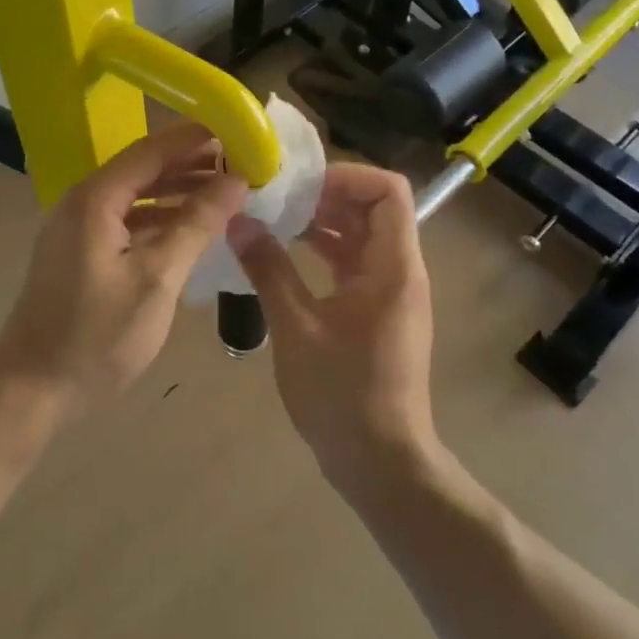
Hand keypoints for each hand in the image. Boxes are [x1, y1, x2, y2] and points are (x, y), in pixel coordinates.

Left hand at [0, 124, 247, 417]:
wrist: (32, 390)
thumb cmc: (96, 336)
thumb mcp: (157, 279)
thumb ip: (196, 223)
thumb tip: (237, 180)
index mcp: (96, 198)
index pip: (152, 149)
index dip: (196, 138)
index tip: (240, 132)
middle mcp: (83, 201)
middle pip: (144, 167)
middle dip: (192, 163)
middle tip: (242, 164)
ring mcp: (78, 226)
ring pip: (136, 194)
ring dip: (178, 190)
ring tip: (227, 192)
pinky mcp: (80, 250)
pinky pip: (126, 218)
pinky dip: (159, 217)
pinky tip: (191, 227)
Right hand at [227, 163, 436, 487]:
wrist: (381, 463)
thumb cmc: (342, 393)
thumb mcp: (296, 328)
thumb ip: (268, 269)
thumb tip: (238, 222)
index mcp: (393, 266)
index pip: (389, 191)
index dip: (348, 175)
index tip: (300, 183)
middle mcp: (399, 271)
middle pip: (373, 209)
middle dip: (325, 196)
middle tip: (276, 197)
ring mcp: (390, 293)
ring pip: (361, 237)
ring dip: (322, 223)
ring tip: (273, 219)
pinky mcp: (376, 313)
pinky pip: (354, 264)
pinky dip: (323, 252)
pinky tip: (283, 255)